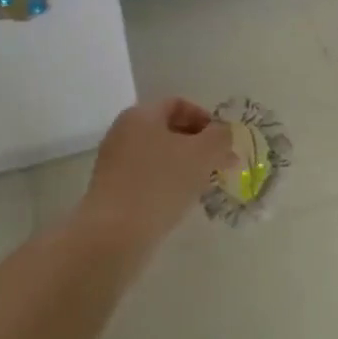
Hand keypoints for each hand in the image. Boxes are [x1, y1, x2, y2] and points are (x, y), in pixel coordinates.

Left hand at [81, 99, 236, 241]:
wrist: (114, 234)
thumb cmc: (161, 183)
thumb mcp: (202, 154)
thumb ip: (221, 137)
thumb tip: (225, 133)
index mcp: (141, 115)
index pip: (178, 104)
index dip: (206, 118)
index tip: (223, 142)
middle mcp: (123, 132)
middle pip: (169, 130)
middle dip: (199, 145)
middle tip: (221, 165)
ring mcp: (115, 162)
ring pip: (159, 155)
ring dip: (186, 165)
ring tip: (206, 185)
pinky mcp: (112, 190)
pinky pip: (147, 177)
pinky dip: (168, 183)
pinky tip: (182, 201)